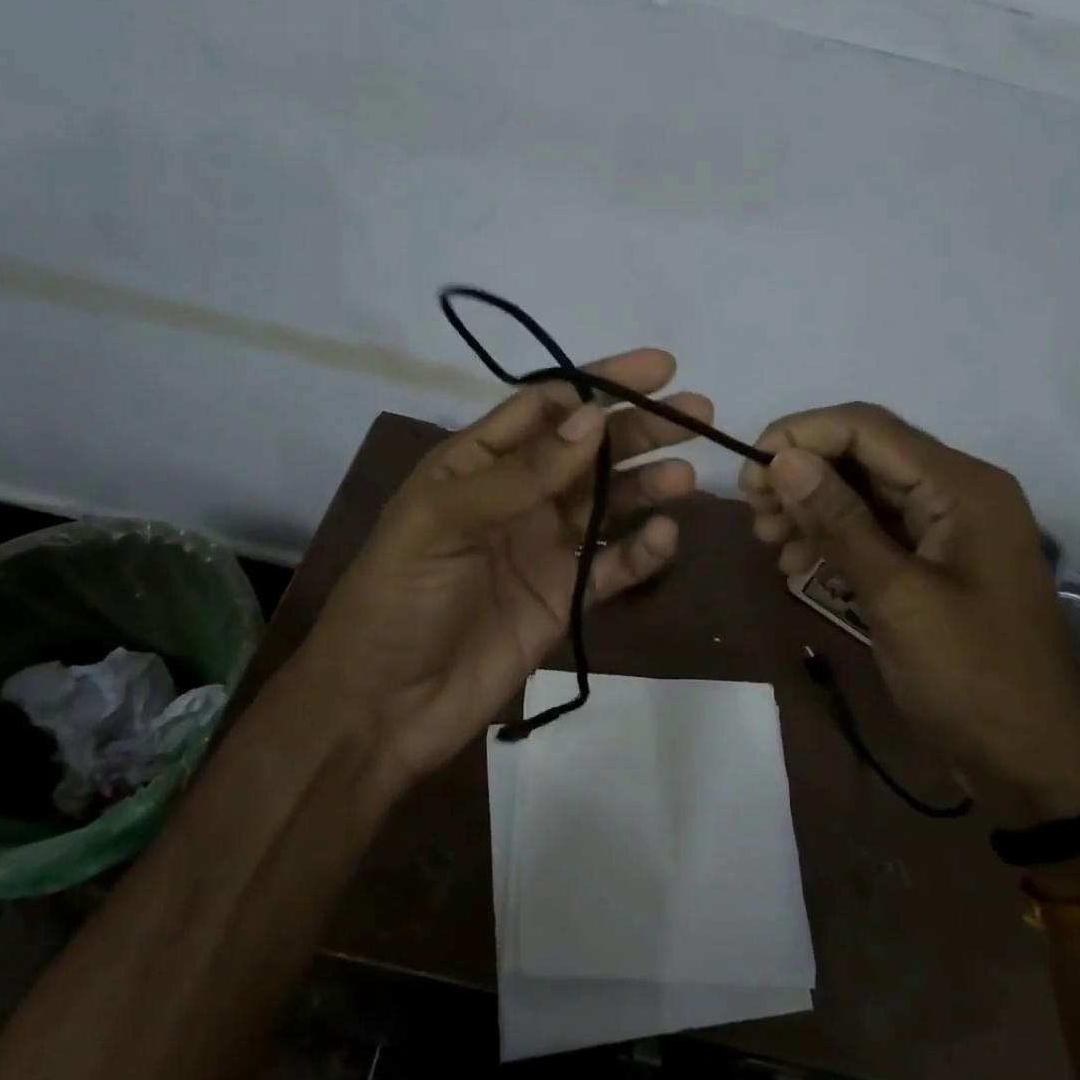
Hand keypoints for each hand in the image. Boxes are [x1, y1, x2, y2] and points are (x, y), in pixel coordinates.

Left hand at [289, 350, 711, 792]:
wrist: (381, 708)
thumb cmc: (398, 598)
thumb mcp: (443, 521)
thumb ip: (520, 472)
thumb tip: (593, 418)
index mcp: (479, 463)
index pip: (549, 406)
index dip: (602, 384)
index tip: (657, 370)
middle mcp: (518, 496)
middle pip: (589, 449)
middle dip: (640, 427)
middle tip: (697, 411)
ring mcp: (544, 547)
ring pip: (609, 503)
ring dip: (648, 485)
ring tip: (686, 477)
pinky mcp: (565, 597)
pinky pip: (613, 566)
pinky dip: (641, 552)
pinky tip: (665, 538)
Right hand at [741, 403, 1079, 818]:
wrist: (1036, 765)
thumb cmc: (974, 678)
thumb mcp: (897, 597)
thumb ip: (839, 521)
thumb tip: (782, 459)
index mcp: (962, 486)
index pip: (866, 428)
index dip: (800, 435)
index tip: (749, 471)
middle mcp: (956, 490)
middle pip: (861, 454)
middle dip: (800, 473)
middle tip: (753, 511)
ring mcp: (946, 526)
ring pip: (860, 489)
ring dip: (809, 505)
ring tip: (767, 538)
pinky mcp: (933, 558)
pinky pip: (872, 527)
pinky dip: (830, 536)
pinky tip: (795, 562)